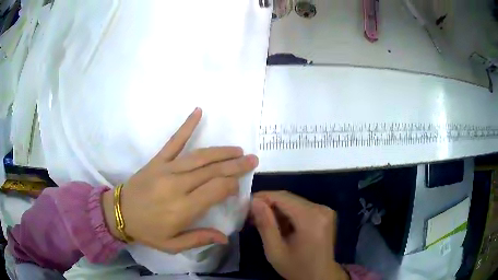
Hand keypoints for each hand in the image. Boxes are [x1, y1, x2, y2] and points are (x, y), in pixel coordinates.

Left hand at [102, 108, 258, 253]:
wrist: (118, 213)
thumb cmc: (147, 231)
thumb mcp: (172, 245)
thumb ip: (199, 239)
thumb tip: (225, 237)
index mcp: (183, 208)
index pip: (217, 189)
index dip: (232, 185)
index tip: (237, 186)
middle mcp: (178, 185)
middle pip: (213, 171)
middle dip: (236, 165)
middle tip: (252, 159)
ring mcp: (167, 169)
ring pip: (200, 156)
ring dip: (222, 151)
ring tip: (238, 149)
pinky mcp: (158, 160)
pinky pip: (174, 141)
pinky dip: (187, 125)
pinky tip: (198, 111)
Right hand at [251, 191, 348, 279]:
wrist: (321, 276)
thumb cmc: (297, 267)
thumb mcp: (275, 251)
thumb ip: (265, 225)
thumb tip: (254, 202)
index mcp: (311, 219)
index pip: (283, 197)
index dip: (262, 197)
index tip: (246, 205)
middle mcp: (321, 209)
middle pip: (289, 198)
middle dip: (268, 204)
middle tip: (251, 215)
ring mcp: (325, 210)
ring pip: (294, 202)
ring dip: (277, 209)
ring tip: (262, 221)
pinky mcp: (325, 214)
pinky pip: (302, 207)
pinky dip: (288, 213)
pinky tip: (278, 224)